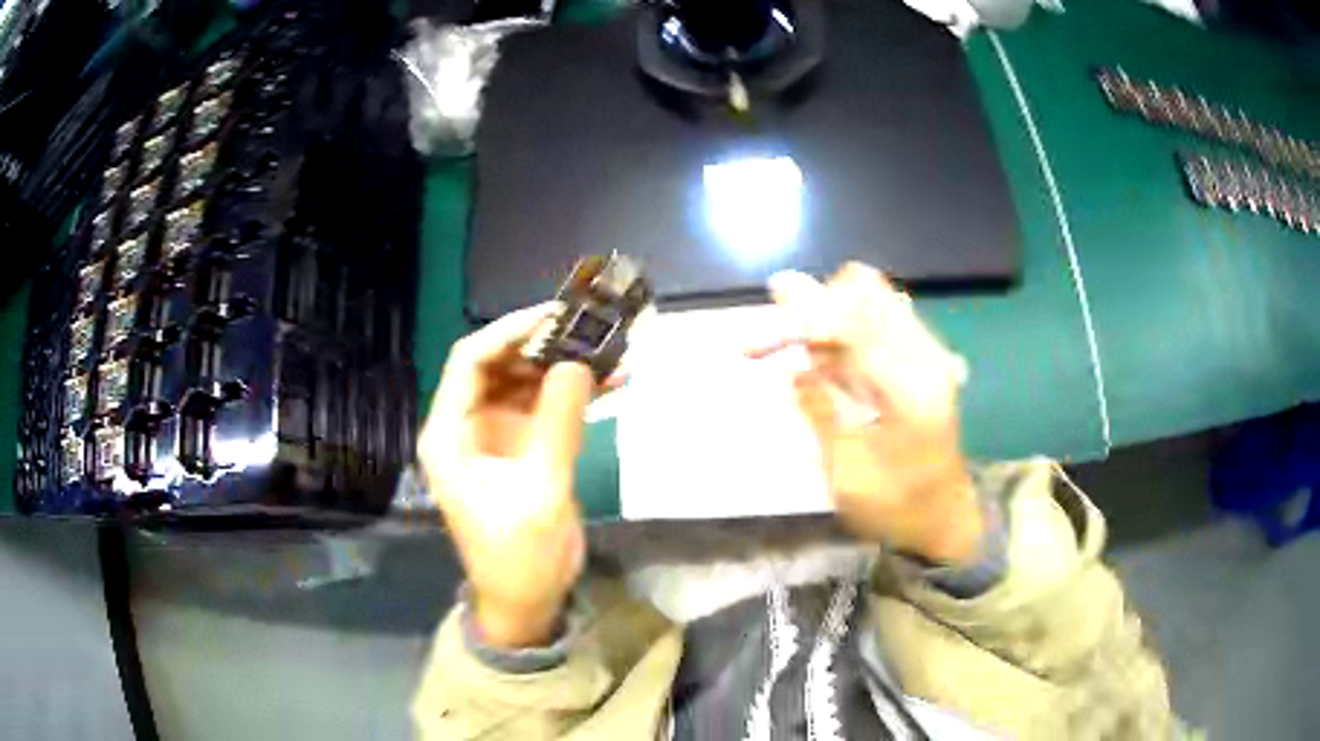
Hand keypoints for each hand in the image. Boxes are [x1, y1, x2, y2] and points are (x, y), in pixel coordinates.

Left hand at [418, 305, 593, 647]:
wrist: (527, 601)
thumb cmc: (520, 557)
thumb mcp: (541, 493)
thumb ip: (557, 425)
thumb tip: (579, 363)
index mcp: (450, 434)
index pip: (471, 361)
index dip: (509, 331)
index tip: (557, 316)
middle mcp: (466, 426)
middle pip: (498, 364)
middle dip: (543, 343)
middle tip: (591, 328)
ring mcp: (494, 435)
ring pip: (524, 380)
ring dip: (563, 365)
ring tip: (610, 350)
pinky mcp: (521, 447)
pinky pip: (544, 405)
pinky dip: (574, 392)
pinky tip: (612, 382)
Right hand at [763, 263, 983, 564]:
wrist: (944, 519)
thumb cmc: (895, 507)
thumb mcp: (848, 473)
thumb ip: (822, 412)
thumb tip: (792, 369)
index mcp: (910, 385)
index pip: (850, 322)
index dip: (797, 323)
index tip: (751, 346)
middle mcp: (924, 355)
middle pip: (863, 289)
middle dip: (810, 305)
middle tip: (769, 340)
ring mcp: (926, 353)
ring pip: (867, 297)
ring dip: (822, 314)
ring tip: (784, 347)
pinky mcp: (921, 359)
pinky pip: (875, 320)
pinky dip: (839, 329)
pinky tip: (816, 360)